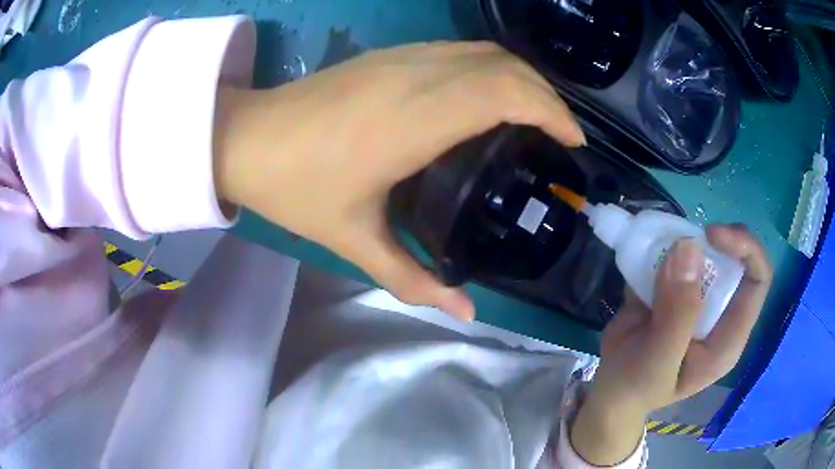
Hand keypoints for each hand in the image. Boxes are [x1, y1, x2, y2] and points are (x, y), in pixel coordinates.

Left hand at [212, 42, 583, 320]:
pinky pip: (458, 50)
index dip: (551, 111)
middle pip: (504, 66)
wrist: (246, 139)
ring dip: (520, 77)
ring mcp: (401, 57)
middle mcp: (416, 76)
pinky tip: (490, 95)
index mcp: (414, 119)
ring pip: (483, 52)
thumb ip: (414, 278)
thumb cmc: (294, 187)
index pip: (505, 93)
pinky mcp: (389, 54)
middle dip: (546, 95)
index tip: (572, 141)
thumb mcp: (354, 240)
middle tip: (561, 134)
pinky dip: (490, 67)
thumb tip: (466, 313)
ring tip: (536, 114)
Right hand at [571, 225, 771, 464]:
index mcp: (728, 338)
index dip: (744, 249)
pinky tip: (642, 257)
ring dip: (682, 242)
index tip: (710, 235)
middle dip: (709, 243)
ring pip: (705, 253)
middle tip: (677, 239)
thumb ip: (678, 312)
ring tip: (653, 250)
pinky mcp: (677, 290)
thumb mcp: (658, 360)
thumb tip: (690, 247)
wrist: (608, 389)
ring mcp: (699, 300)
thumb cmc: (636, 387)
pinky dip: (661, 246)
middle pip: (734, 259)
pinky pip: (677, 257)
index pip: (757, 281)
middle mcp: (721, 313)